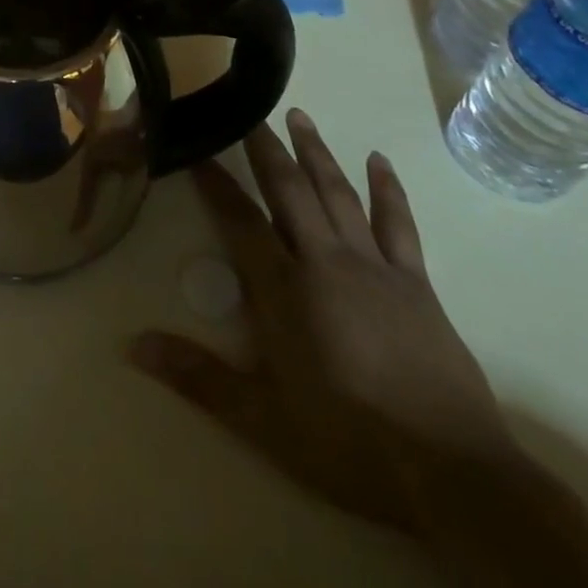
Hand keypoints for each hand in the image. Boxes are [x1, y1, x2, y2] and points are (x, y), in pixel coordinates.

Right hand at [131, 109, 517, 530]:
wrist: (453, 474)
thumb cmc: (350, 442)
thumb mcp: (263, 420)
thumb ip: (198, 377)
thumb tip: (133, 346)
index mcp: (285, 290)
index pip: (241, 221)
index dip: (216, 184)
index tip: (197, 151)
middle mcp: (326, 262)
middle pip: (290, 191)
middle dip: (267, 149)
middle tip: (251, 112)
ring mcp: (374, 268)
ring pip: (338, 194)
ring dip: (317, 153)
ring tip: (300, 116)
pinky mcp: (416, 284)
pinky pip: (398, 224)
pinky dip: (388, 190)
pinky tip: (379, 161)